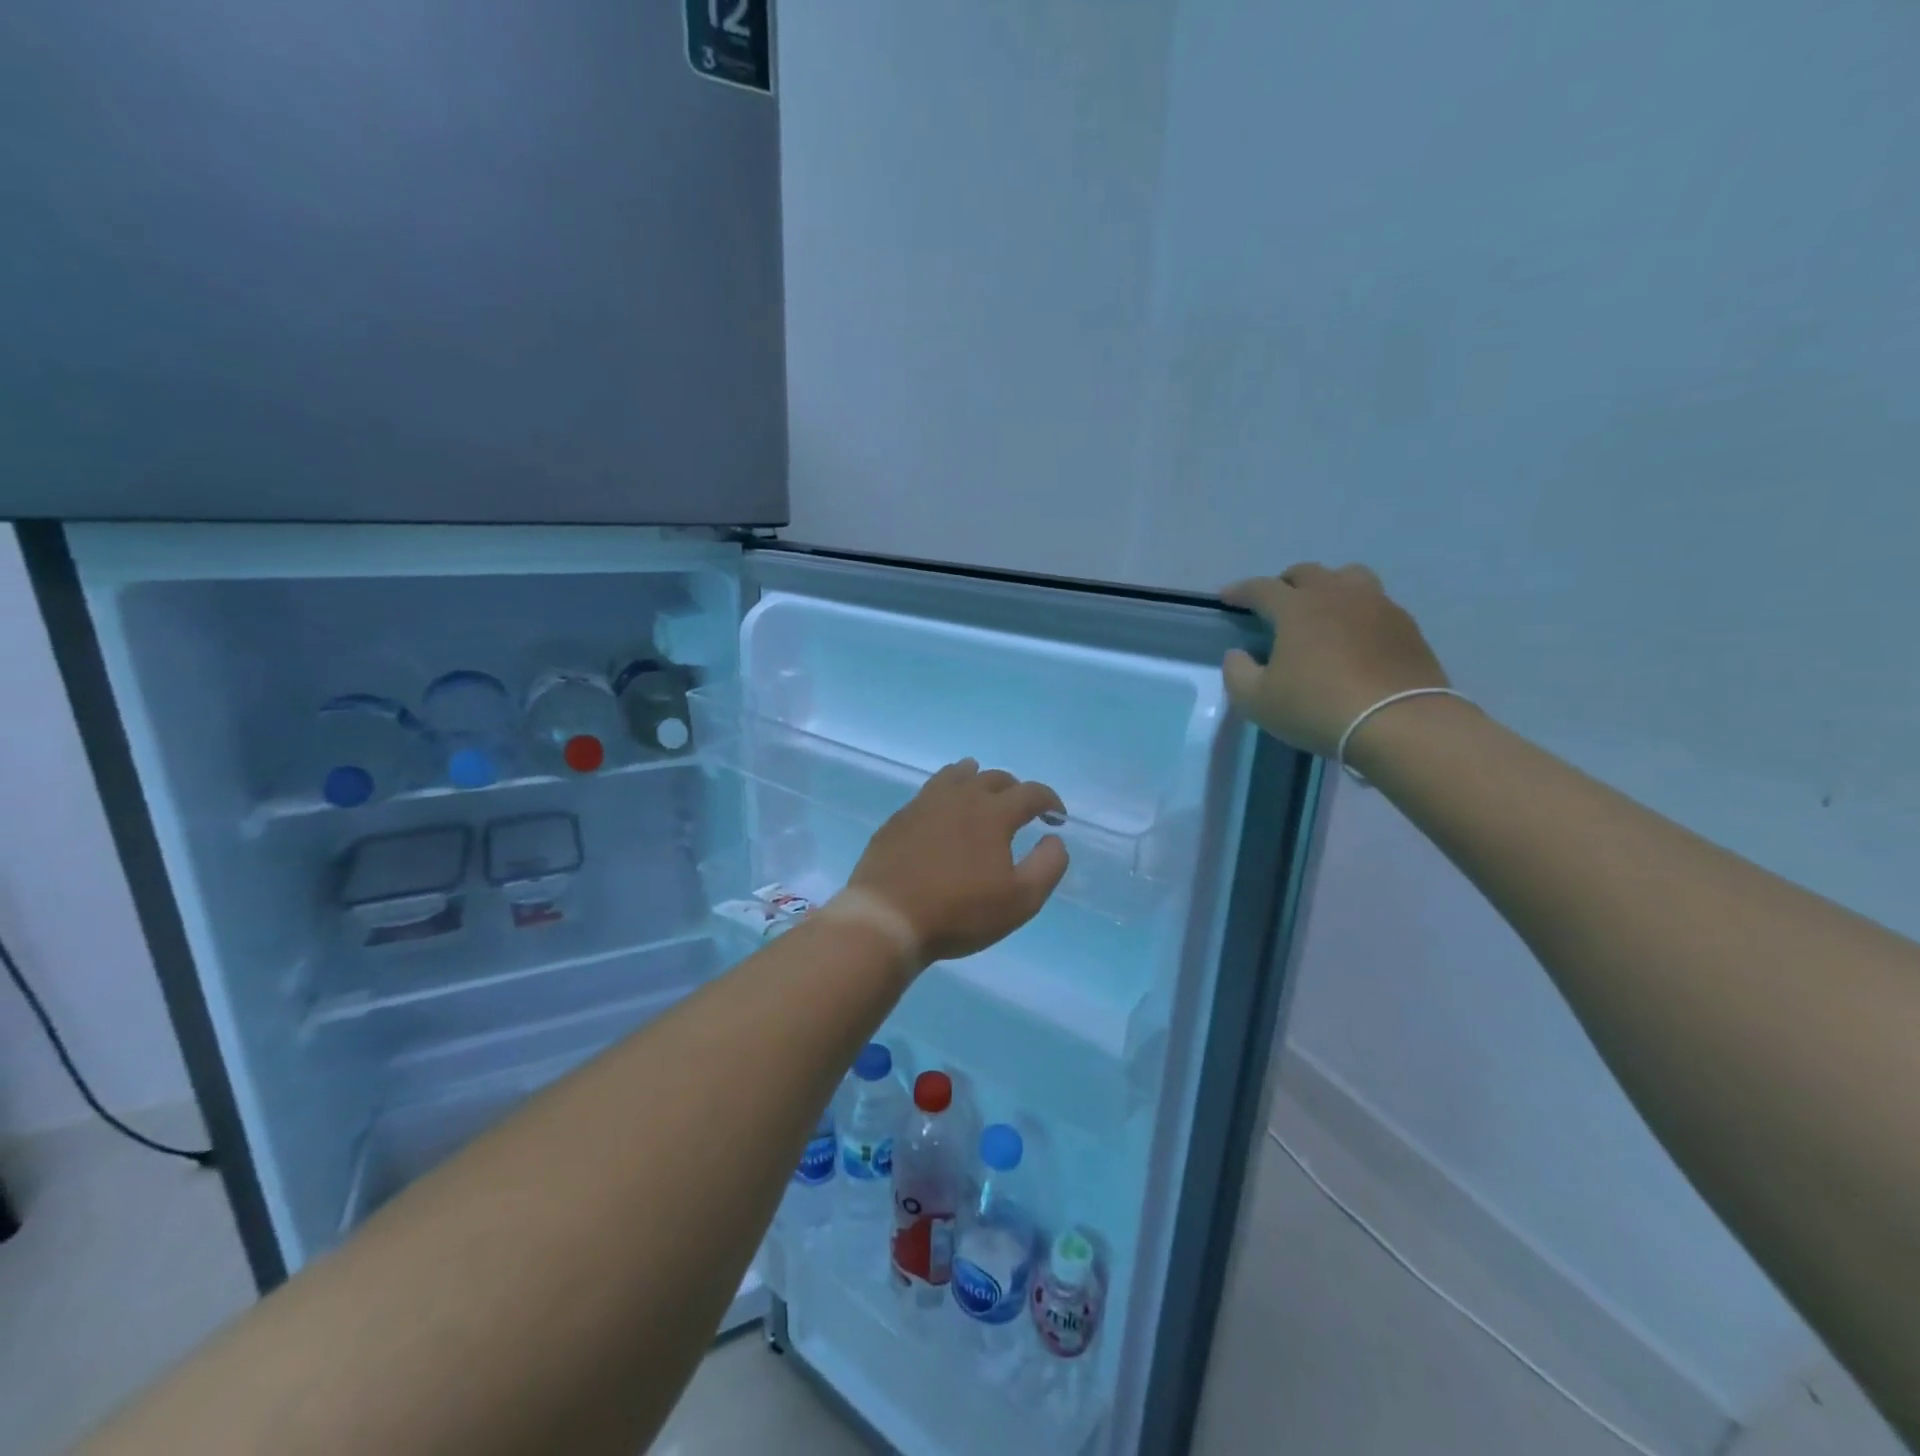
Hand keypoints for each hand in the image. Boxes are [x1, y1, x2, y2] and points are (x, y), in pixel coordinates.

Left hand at [845, 760, 1069, 965]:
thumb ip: (1047, 866)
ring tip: (981, 790)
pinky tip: (943, 812)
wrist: (887, 917)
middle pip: (994, 778)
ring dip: (977, 779)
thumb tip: (1054, 839)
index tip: (1057, 818)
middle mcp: (960, 797)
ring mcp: (925, 803)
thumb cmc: (959, 912)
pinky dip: (946, 793)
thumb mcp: (1020, 900)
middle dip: (1015, 790)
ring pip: (957, 775)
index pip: (1031, 793)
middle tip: (1021, 809)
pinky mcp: (899, 817)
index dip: (1050, 801)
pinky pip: (929, 792)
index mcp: (993, 812)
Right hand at [1222, 563, 1451, 758]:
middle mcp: (1337, 594)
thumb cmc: (1316, 708)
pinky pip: (1375, 603)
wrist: (1399, 723)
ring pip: (1348, 577)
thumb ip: (1237, 672)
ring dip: (1328, 587)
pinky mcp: (1406, 626)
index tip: (1226, 598)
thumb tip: (1238, 654)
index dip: (1240, 591)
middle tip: (1276, 605)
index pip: (1261, 588)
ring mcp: (1377, 605)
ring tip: (1321, 610)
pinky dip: (1357, 611)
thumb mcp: (1256, 700)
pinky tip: (1354, 636)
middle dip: (1285, 584)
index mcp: (1297, 607)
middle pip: (1307, 573)